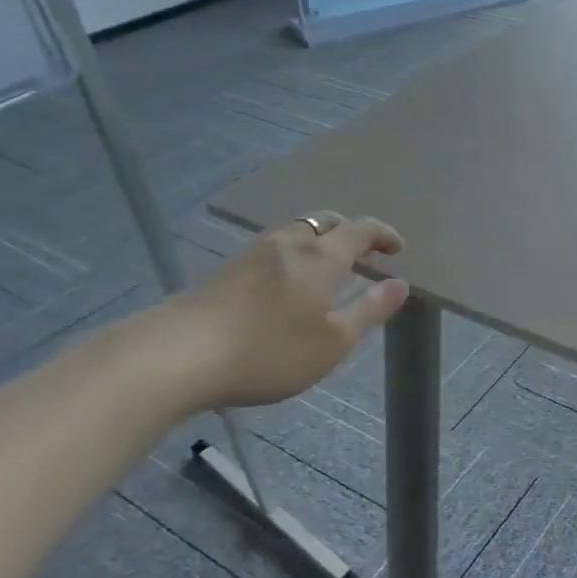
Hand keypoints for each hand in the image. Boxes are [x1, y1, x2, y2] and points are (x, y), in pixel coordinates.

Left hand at [164, 212, 408, 408]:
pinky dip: (291, 256)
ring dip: (317, 241)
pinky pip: (270, 249)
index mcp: (321, 257)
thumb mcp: (332, 341)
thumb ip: (369, 311)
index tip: (397, 248)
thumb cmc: (268, 351)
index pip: (360, 230)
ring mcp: (251, 254)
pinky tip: (283, 284)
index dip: (383, 234)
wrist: (177, 355)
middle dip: (348, 232)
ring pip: (294, 232)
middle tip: (363, 253)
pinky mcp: (224, 271)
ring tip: (324, 268)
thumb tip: (400, 284)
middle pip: (324, 222)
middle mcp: (288, 244)